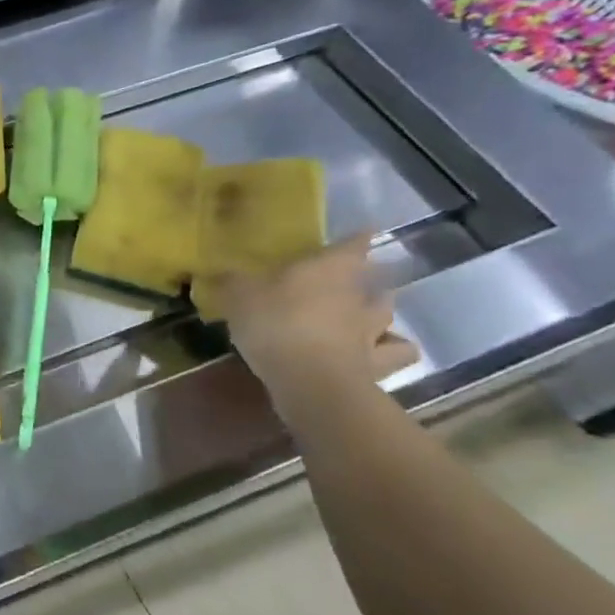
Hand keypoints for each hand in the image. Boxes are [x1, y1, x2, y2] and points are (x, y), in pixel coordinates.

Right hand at [206, 233, 420, 403]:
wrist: (309, 381)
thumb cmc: (276, 324)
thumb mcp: (239, 296)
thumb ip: (231, 280)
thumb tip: (220, 270)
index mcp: (330, 270)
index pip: (353, 245)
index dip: (357, 239)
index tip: (362, 233)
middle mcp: (358, 296)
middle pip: (377, 281)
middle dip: (369, 280)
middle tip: (355, 282)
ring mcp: (370, 332)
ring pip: (388, 316)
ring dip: (382, 314)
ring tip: (369, 319)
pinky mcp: (376, 366)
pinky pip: (394, 354)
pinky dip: (391, 352)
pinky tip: (375, 354)